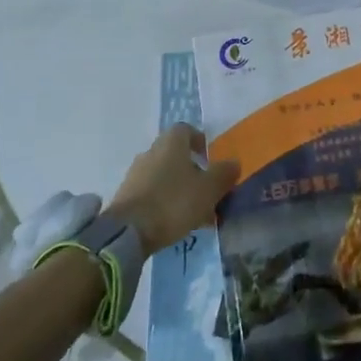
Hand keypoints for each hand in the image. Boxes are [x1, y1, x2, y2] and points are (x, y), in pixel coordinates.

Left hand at [106, 124, 239, 255]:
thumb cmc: (173, 202)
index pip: (186, 130)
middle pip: (175, 154)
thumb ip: (224, 174)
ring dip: (180, 187)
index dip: (199, 141)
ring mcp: (136, 174)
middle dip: (192, 169)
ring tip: (196, 212)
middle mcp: (151, 152)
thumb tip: (234, 162)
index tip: (210, 157)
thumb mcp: (209, 189)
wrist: (128, 231)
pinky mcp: (126, 195)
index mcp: (171, 143)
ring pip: (164, 175)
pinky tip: (176, 221)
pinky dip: (165, 201)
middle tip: (208, 189)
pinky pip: (152, 192)